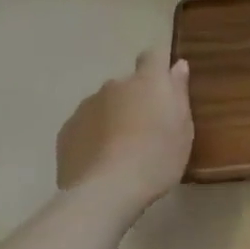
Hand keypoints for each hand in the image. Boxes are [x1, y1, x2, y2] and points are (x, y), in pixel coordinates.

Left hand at [55, 48, 193, 213]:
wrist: (105, 193)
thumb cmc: (156, 158)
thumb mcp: (183, 128)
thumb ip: (179, 92)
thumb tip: (177, 65)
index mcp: (148, 81)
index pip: (153, 55)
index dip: (157, 66)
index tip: (163, 84)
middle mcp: (115, 85)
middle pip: (127, 85)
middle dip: (134, 99)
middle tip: (144, 130)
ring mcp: (87, 106)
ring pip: (104, 105)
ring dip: (112, 117)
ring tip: (119, 151)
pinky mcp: (66, 130)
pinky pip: (85, 125)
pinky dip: (92, 136)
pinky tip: (99, 161)